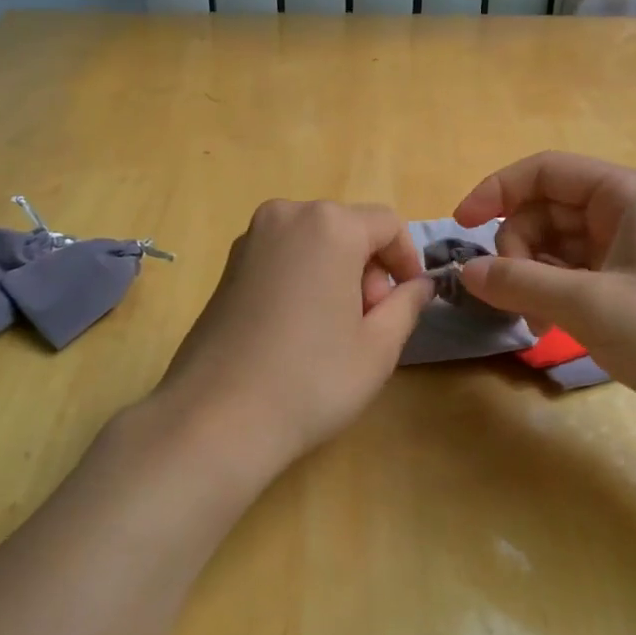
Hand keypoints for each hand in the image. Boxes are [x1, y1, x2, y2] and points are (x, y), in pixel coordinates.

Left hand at [154, 200, 434, 476]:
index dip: (407, 261)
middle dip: (369, 269)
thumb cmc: (311, 379)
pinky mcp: (228, 265)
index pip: (387, 224)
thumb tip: (419, 285)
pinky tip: (297, 329)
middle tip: (368, 324)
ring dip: (336, 274)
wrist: (216, 418)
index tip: (408, 302)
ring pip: (315, 243)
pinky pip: (284, 256)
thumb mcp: (379, 346)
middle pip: (348, 229)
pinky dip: (303, 278)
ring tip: (333, 331)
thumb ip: (408, 304)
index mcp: (329, 225)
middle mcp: (287, 215)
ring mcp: (251, 238)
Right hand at [453, 152, 635, 448]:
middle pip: (545, 210)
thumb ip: (520, 283)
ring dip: (533, 277)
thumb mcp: (589, 306)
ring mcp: (631, 244)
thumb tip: (466, 272)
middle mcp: (626, 208)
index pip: (542, 170)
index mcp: (625, 192)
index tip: (460, 227)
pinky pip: (574, 271)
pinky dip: (554, 293)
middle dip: (518, 250)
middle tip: (515, 299)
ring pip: (556, 244)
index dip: (495, 191)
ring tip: (536, 323)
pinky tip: (550, 327)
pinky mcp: (634, 278)